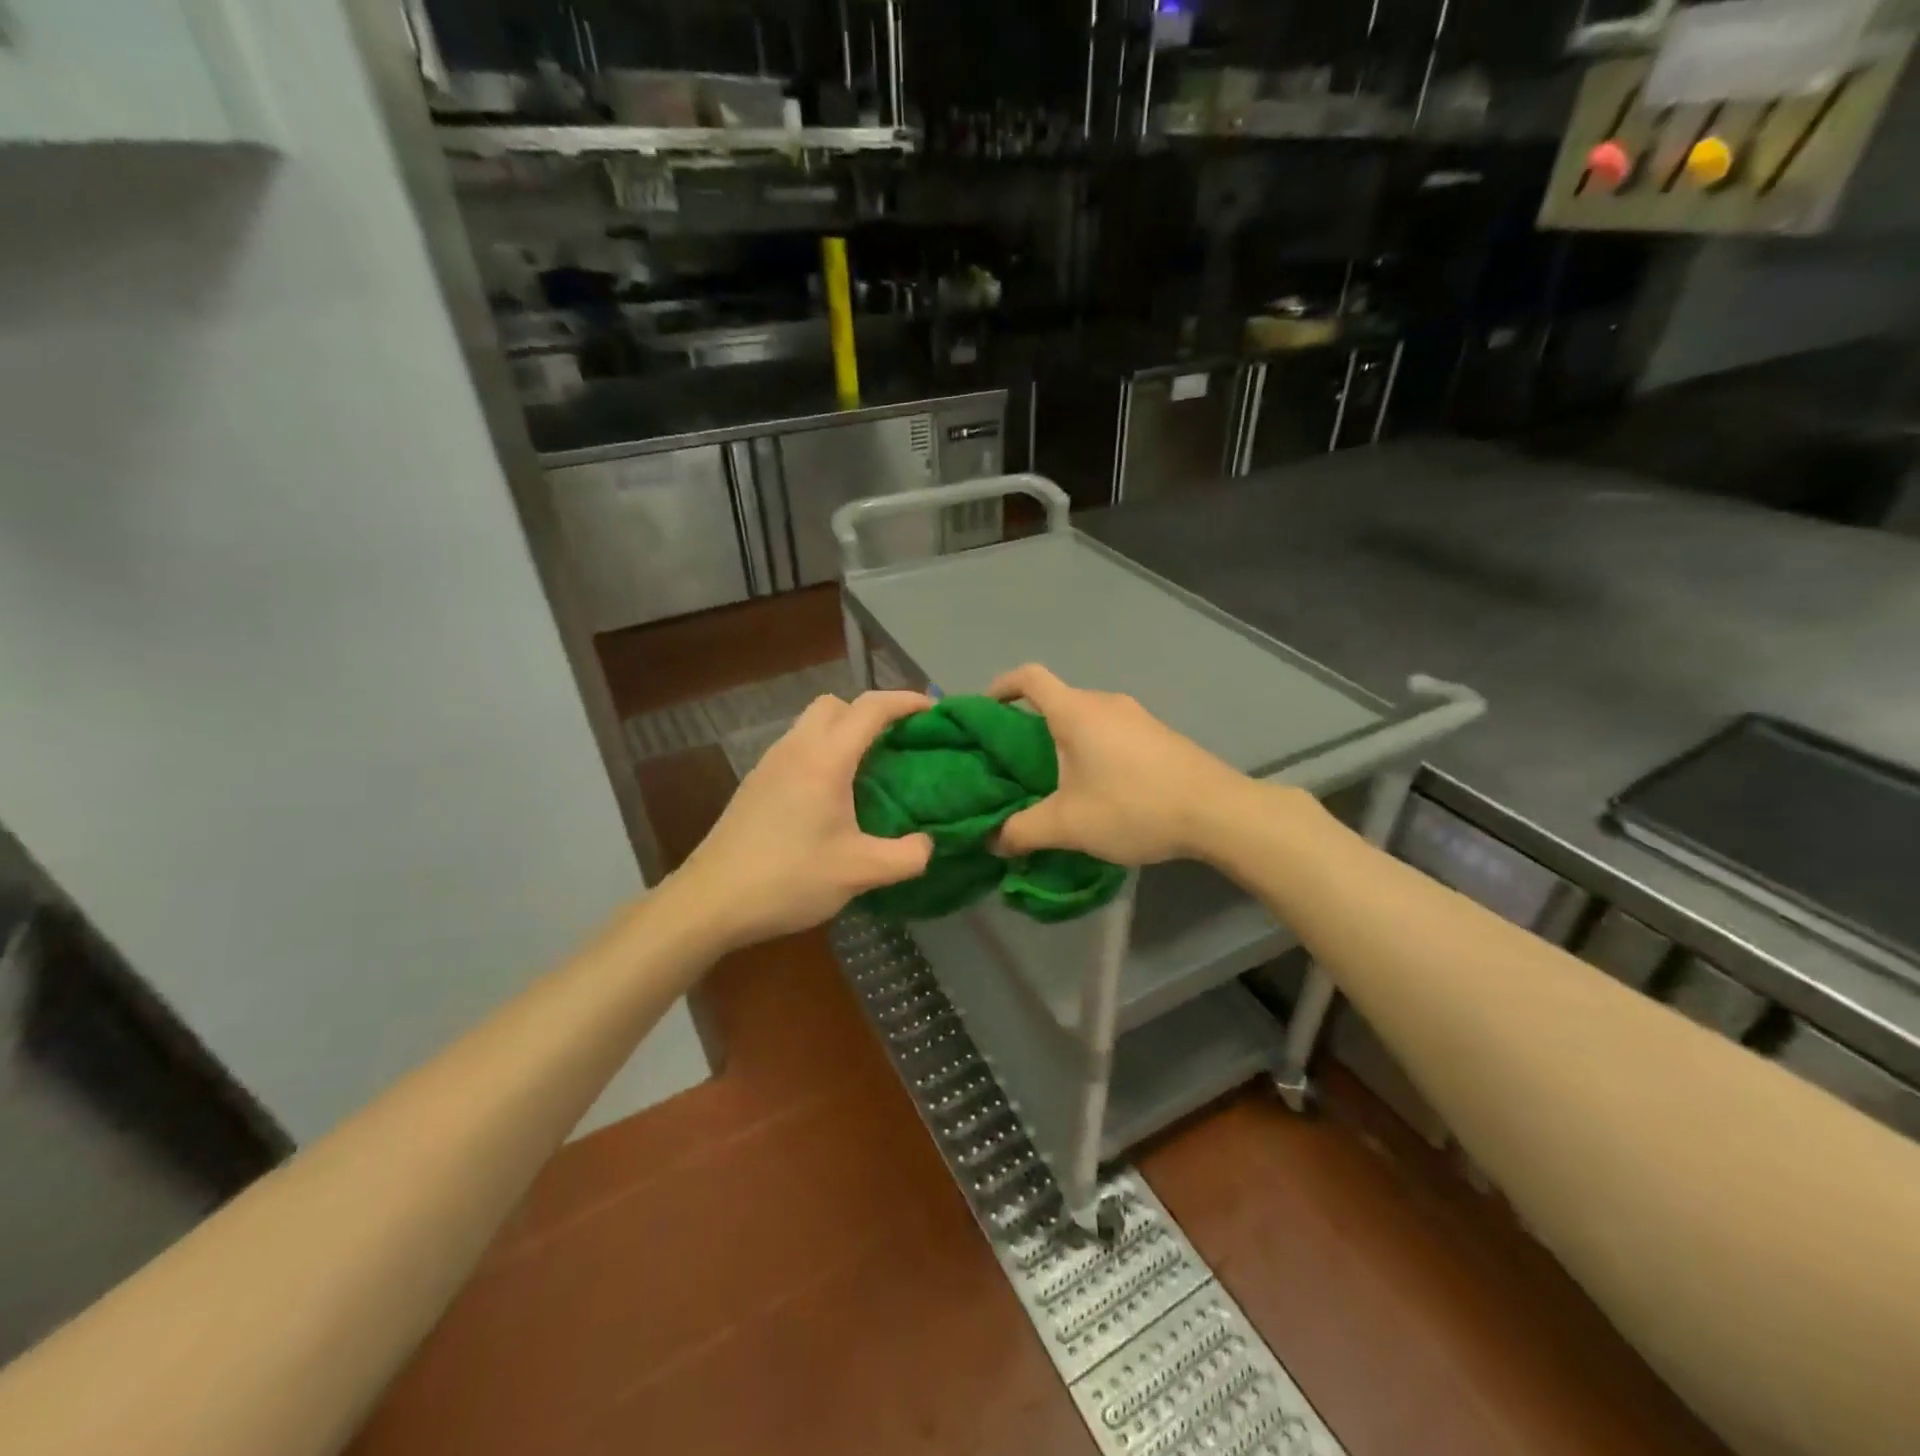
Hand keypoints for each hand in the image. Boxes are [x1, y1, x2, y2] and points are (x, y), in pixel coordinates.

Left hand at [674, 690, 934, 947]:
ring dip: (843, 732)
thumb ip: (907, 857)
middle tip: (897, 743)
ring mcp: (770, 763)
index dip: (906, 701)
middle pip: (836, 704)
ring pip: (812, 724)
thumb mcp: (860, 873)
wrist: (711, 901)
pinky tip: (831, 795)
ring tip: (869, 769)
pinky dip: (822, 752)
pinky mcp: (756, 783)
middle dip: (870, 713)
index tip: (933, 710)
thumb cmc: (789, 879)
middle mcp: (796, 748)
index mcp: (825, 759)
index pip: (870, 708)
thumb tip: (928, 844)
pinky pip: (797, 747)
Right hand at [987, 664, 1248, 865]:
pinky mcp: (1158, 735)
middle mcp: (1105, 702)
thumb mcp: (1068, 825)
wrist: (1217, 812)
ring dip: (1063, 742)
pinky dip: (1092, 749)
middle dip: (1028, 727)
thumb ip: (1022, 831)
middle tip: (1012, 765)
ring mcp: (1137, 716)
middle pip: (1056, 700)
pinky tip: (1097, 788)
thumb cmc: (1133, 806)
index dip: (1000, 686)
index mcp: (1076, 711)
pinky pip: (1111, 732)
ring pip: (1085, 718)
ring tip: (1052, 782)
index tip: (984, 711)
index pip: (1029, 677)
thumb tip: (991, 841)